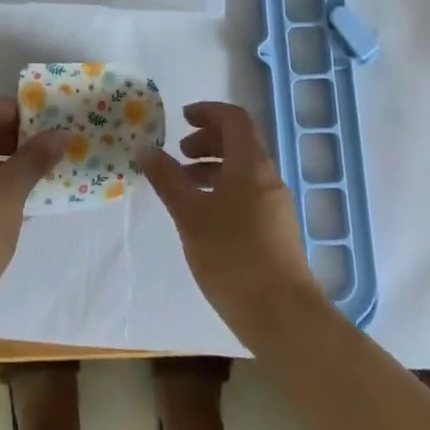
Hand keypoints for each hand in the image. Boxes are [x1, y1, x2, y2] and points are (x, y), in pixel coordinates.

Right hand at [140, 102, 319, 333]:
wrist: (284, 318)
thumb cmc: (232, 256)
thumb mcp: (189, 214)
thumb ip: (167, 178)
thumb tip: (145, 148)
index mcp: (251, 164)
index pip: (234, 119)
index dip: (208, 112)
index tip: (182, 119)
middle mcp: (267, 178)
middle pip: (239, 143)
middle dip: (207, 141)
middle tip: (179, 154)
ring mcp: (275, 206)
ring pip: (242, 171)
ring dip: (212, 168)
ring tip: (183, 187)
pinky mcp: (275, 232)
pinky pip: (247, 194)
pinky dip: (223, 191)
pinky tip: (203, 217)